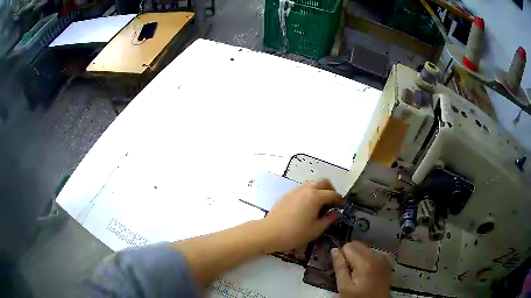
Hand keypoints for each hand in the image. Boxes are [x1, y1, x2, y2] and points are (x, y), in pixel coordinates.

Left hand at [261, 179, 342, 252]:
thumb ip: (329, 219)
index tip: (342, 207)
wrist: (270, 232)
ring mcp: (295, 190)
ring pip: (312, 183)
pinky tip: (306, 206)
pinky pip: (302, 188)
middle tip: (332, 203)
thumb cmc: (295, 233)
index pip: (332, 194)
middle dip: (331, 190)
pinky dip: (309, 193)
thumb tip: (337, 213)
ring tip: (319, 204)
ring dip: (319, 190)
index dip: (339, 200)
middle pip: (323, 182)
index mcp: (316, 197)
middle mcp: (306, 189)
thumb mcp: (316, 229)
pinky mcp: (287, 194)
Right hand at [331, 241, 390, 297]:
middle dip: (349, 256)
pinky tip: (365, 273)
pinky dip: (365, 260)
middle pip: (357, 245)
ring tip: (356, 274)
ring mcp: (383, 258)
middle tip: (348, 273)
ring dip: (357, 258)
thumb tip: (334, 250)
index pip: (348, 246)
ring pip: (364, 248)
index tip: (341, 270)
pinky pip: (372, 253)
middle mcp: (376, 255)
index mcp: (365, 261)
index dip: (341, 257)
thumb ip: (340, 267)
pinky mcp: (386, 262)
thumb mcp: (345, 287)